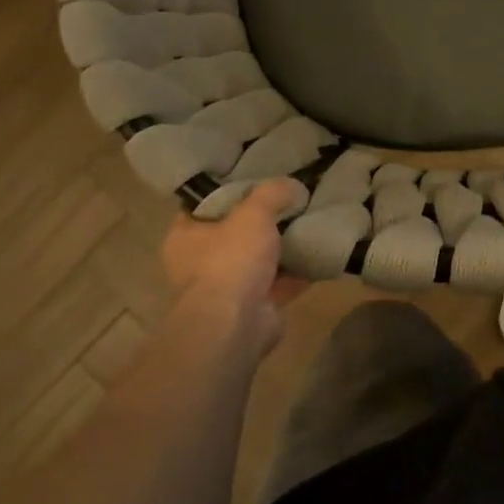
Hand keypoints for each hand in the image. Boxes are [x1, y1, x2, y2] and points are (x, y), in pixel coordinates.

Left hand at [161, 180, 309, 341]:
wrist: (236, 324)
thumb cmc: (231, 260)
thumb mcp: (253, 212)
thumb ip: (272, 193)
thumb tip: (293, 185)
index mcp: (185, 237)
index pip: (202, 206)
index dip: (227, 191)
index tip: (254, 179)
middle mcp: (199, 264)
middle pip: (233, 233)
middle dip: (260, 221)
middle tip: (288, 200)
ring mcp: (226, 289)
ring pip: (257, 260)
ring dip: (280, 249)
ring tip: (308, 224)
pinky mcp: (252, 308)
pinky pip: (278, 284)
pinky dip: (296, 273)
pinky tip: (318, 256)